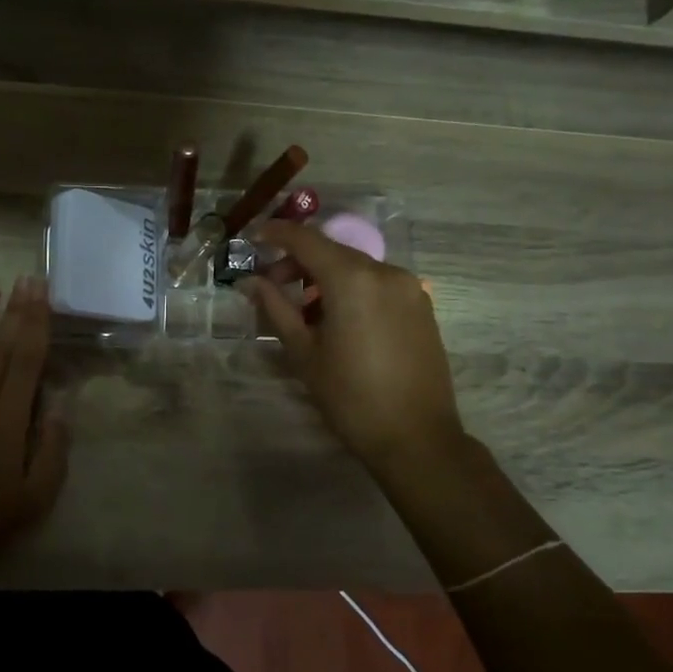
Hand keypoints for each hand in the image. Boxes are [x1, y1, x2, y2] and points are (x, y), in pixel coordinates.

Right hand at [241, 222, 467, 479]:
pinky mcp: (422, 306)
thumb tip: (250, 282)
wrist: (417, 438)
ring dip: (327, 276)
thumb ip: (276, 308)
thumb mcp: (305, 353)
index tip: (254, 237)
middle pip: (333, 251)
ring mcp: (409, 288)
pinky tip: (339, 319)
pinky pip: (378, 283)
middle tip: (273, 285)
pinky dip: (353, 288)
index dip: (277, 233)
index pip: (307, 240)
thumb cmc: (351, 397)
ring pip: (357, 267)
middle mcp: (385, 272)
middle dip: (300, 261)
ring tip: (306, 311)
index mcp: (352, 279)